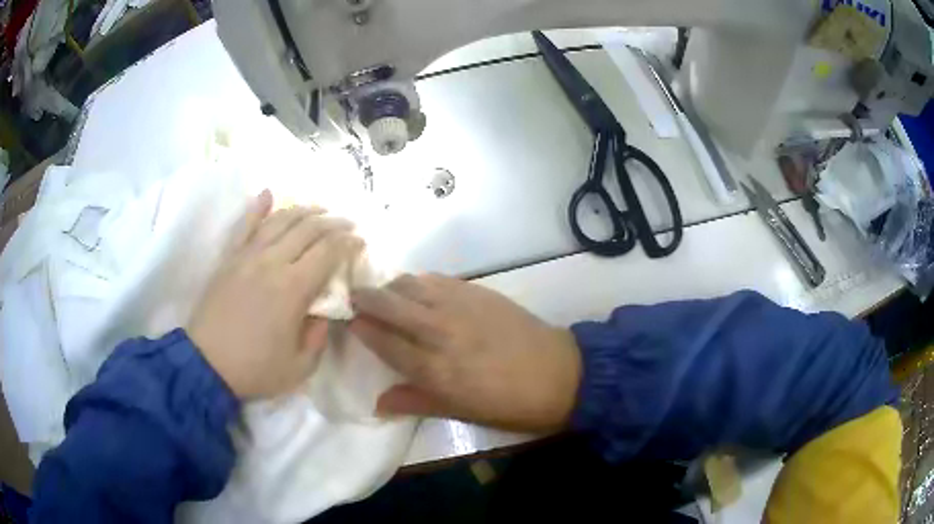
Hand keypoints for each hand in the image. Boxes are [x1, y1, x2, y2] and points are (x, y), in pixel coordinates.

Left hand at [188, 190, 362, 398]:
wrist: (206, 364)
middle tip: (347, 224)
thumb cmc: (256, 369)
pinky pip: (245, 226)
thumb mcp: (301, 366)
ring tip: (320, 209)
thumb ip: (320, 335)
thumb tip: (325, 310)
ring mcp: (248, 257)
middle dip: (333, 223)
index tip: (360, 242)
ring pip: (280, 221)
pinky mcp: (229, 259)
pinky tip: (268, 194)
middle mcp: (272, 262)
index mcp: (293, 288)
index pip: (328, 252)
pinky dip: (257, 207)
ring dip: (304, 211)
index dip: (348, 243)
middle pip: (308, 230)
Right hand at [350, 274, 581, 431]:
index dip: (360, 328)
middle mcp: (439, 331)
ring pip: (410, 284)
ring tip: (386, 296)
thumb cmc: (510, 404)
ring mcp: (459, 306)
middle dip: (364, 298)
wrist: (560, 374)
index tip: (348, 321)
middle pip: (388, 303)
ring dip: (391, 287)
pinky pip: (437, 279)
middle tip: (354, 299)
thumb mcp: (461, 413)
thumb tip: (377, 403)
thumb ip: (415, 402)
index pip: (382, 340)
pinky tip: (419, 291)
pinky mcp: (478, 291)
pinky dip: (419, 282)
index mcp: (434, 368)